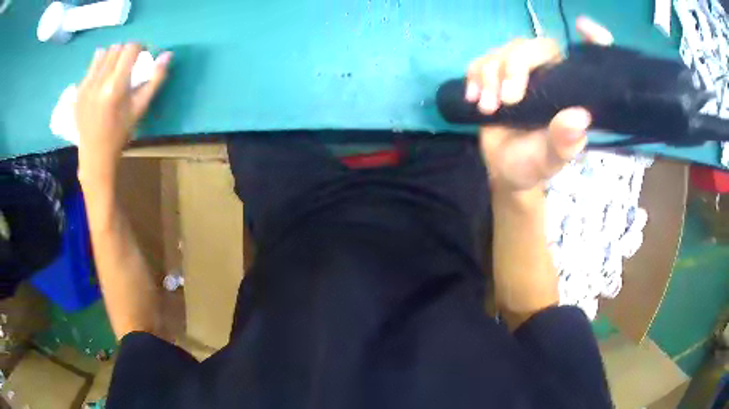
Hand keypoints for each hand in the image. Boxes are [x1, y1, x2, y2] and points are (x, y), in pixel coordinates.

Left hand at [76, 43, 170, 183]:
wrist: (95, 155)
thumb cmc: (120, 133)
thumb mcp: (140, 108)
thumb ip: (155, 79)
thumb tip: (168, 54)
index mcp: (115, 86)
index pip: (130, 48)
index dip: (140, 48)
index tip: (142, 58)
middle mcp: (99, 81)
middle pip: (117, 48)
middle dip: (126, 52)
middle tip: (129, 65)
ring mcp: (86, 85)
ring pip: (104, 53)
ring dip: (113, 56)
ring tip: (115, 69)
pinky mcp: (79, 89)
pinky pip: (92, 65)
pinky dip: (100, 64)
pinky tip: (103, 77)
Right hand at [466, 17, 613, 195]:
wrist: (504, 169)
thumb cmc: (533, 164)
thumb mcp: (550, 160)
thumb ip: (563, 142)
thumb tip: (579, 116)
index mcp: (570, 91)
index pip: (586, 59)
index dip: (593, 38)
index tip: (582, 26)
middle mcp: (549, 74)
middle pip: (534, 46)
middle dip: (515, 66)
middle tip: (507, 100)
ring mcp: (521, 72)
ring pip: (504, 50)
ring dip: (489, 75)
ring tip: (488, 108)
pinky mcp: (497, 74)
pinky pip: (482, 60)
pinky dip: (474, 75)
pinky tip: (474, 97)